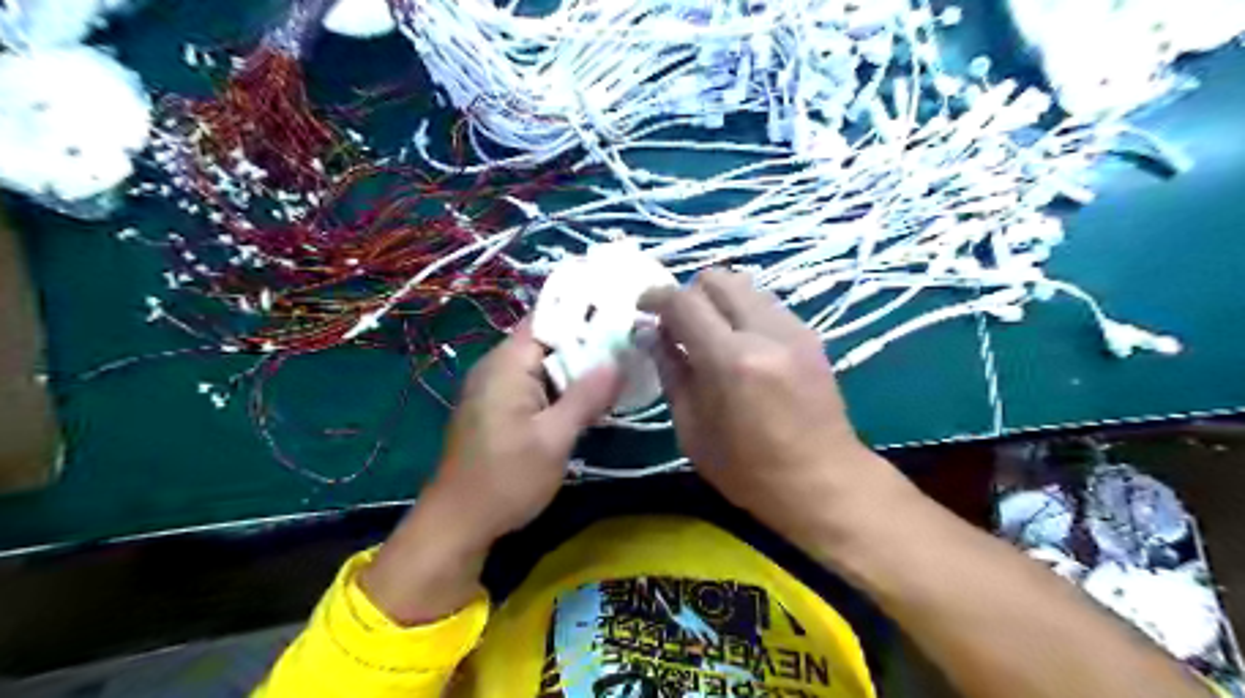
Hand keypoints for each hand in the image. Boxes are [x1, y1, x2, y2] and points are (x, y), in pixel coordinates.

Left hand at [431, 319, 620, 540]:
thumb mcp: (554, 439)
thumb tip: (617, 361)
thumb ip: (586, 397)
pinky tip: (588, 400)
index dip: (583, 315)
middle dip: (586, 345)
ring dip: (576, 370)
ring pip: (543, 365)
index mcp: (506, 365)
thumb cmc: (507, 479)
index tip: (620, 317)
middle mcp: (497, 368)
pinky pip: (534, 385)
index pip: (547, 319)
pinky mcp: (498, 409)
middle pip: (547, 341)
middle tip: (629, 348)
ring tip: (618, 370)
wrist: (458, 523)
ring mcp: (495, 389)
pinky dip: (561, 389)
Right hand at [640, 271, 905, 545]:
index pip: (683, 302)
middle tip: (677, 322)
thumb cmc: (748, 470)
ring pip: (745, 285)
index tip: (642, 308)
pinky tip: (740, 343)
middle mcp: (764, 332)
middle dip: (688, 292)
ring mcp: (793, 330)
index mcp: (730, 360)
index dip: (656, 297)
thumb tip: (651, 333)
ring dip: (718, 300)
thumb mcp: (692, 429)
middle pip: (717, 278)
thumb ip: (670, 371)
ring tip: (709, 332)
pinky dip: (743, 311)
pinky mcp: (811, 335)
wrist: (824, 481)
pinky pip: (766, 303)